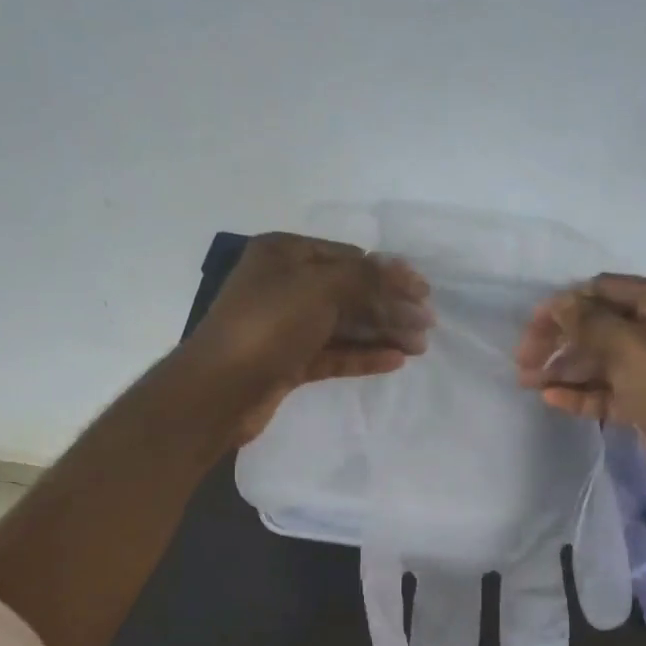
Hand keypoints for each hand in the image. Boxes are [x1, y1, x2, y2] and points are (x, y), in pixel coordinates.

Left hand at [180, 232, 432, 444]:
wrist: (219, 390)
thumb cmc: (268, 325)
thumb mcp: (320, 287)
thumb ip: (367, 277)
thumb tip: (404, 271)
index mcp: (284, 254)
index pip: (348, 257)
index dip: (388, 273)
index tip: (423, 292)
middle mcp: (284, 285)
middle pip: (349, 292)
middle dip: (389, 307)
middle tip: (427, 326)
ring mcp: (285, 326)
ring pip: (343, 325)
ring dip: (381, 333)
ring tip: (419, 347)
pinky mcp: (288, 362)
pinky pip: (333, 353)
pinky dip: (362, 355)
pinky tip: (394, 361)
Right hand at [514, 274, 645, 510]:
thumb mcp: (630, 346)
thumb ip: (587, 322)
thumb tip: (557, 303)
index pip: (604, 290)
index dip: (564, 304)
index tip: (530, 328)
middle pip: (599, 325)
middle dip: (561, 340)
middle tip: (524, 362)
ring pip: (601, 361)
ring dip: (565, 369)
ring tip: (528, 384)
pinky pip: (609, 392)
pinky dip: (581, 394)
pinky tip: (552, 400)